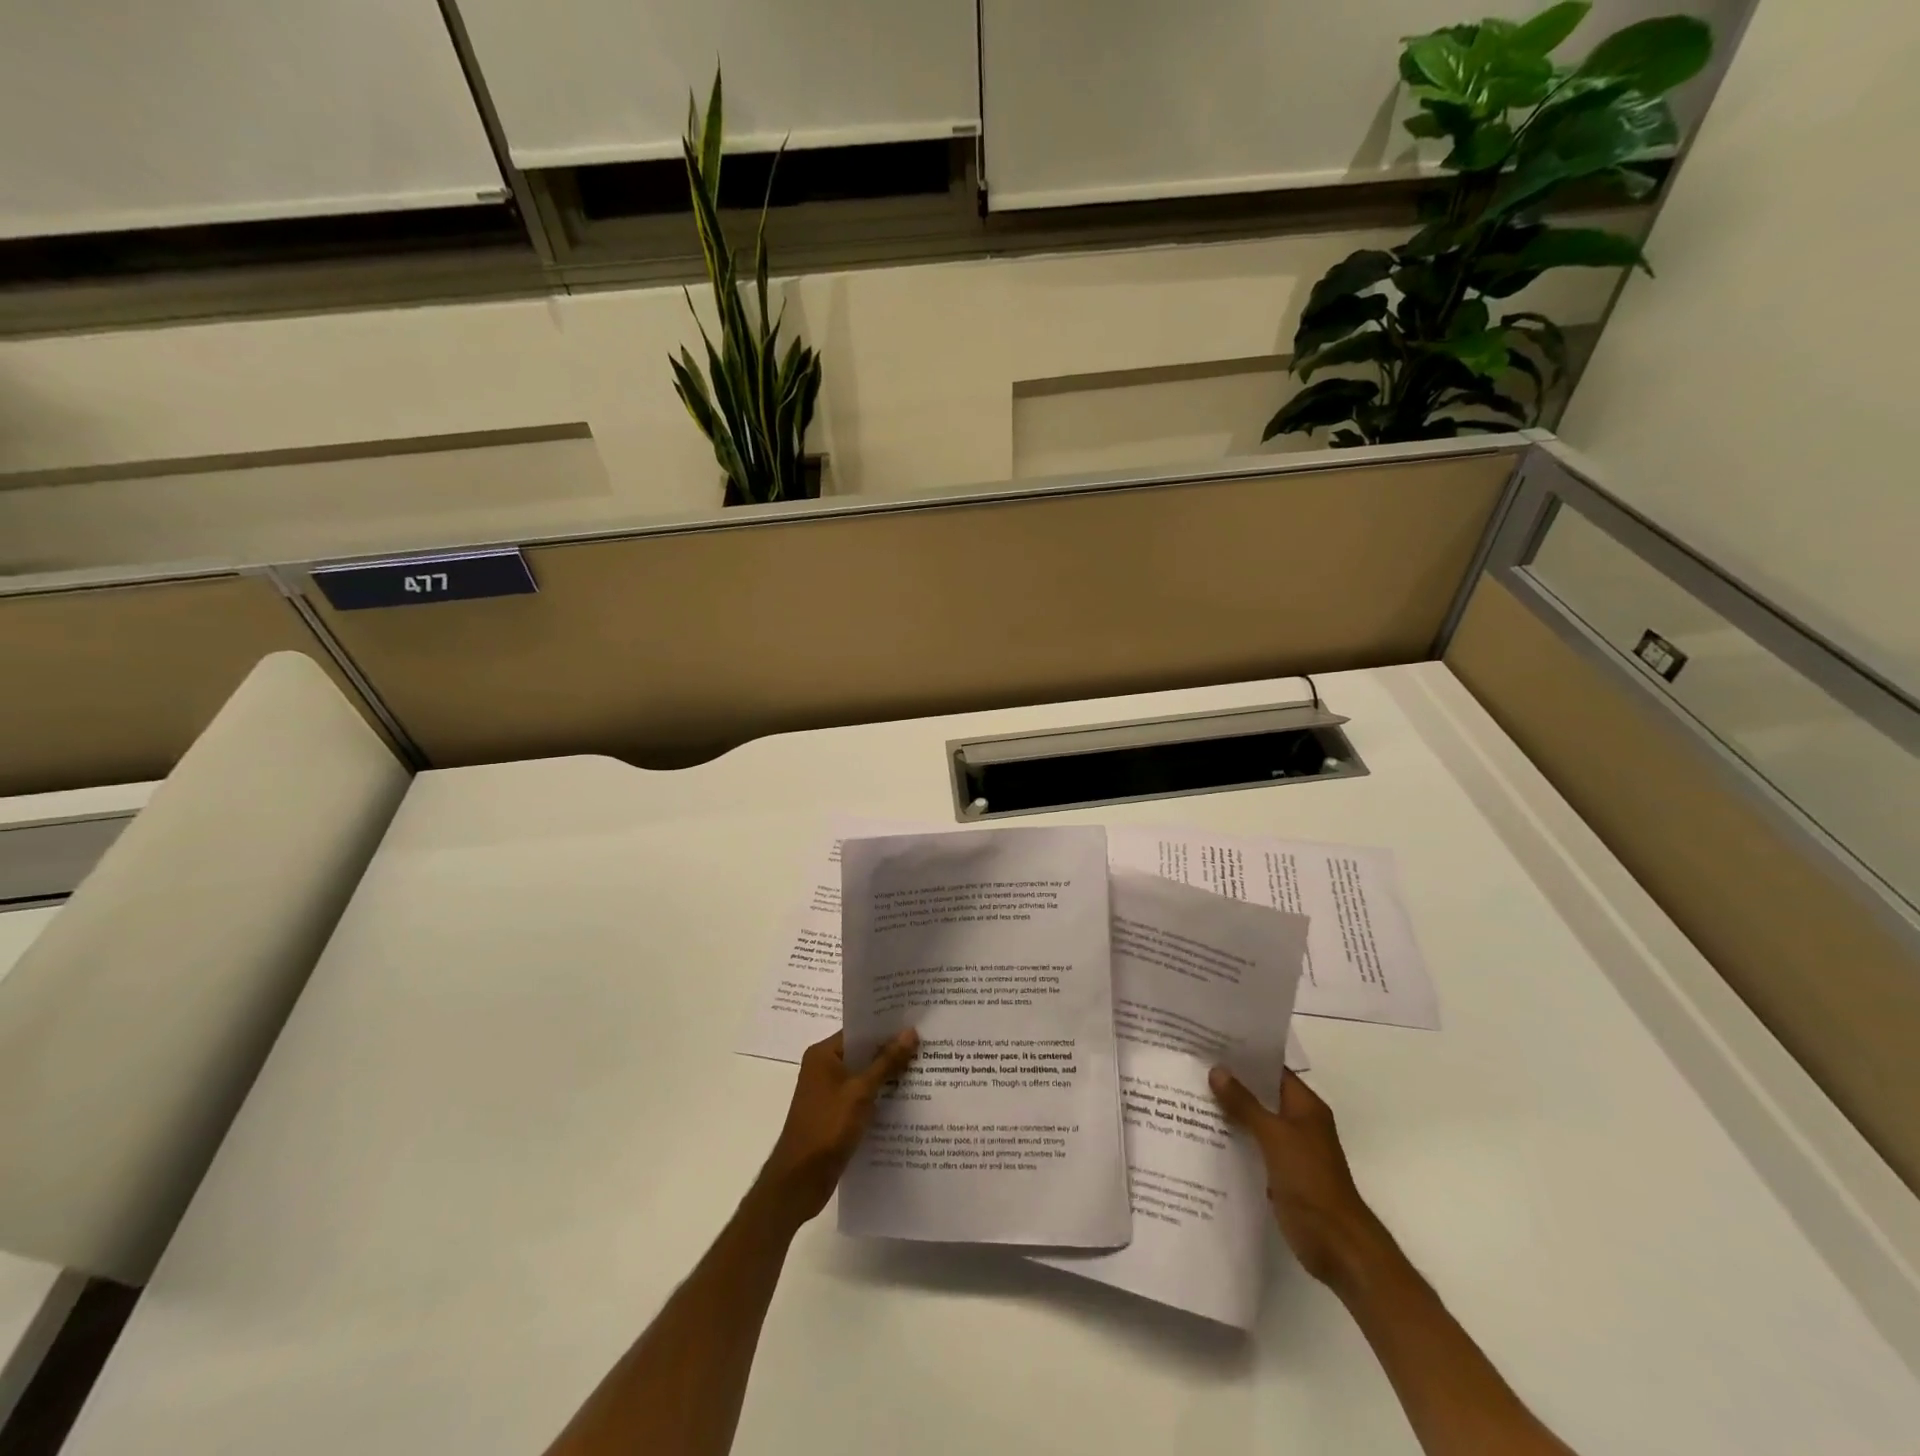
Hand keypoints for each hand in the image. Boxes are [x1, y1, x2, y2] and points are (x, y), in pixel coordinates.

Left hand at [756, 1029, 918, 1227]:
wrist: (799, 1181)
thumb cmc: (827, 1128)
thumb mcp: (861, 1092)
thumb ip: (886, 1062)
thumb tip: (910, 1032)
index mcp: (823, 1054)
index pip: (859, 1030)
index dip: (887, 1027)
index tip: (916, 1022)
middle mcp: (824, 1068)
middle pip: (863, 1052)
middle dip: (892, 1051)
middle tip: (927, 1044)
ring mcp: (829, 1093)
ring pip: (865, 1076)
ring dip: (888, 1076)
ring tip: (925, 1069)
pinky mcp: (835, 1115)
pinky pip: (862, 1097)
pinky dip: (880, 1097)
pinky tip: (907, 1100)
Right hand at [1209, 1066, 1389, 1292]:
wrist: (1336, 1244)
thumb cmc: (1310, 1180)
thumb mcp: (1275, 1136)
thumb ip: (1245, 1104)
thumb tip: (1217, 1070)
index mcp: (1305, 1107)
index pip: (1272, 1070)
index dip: (1244, 1058)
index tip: (1210, 1045)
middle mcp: (1299, 1123)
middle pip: (1261, 1095)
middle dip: (1231, 1084)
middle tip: (1192, 1068)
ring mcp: (1290, 1150)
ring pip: (1255, 1122)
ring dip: (1230, 1113)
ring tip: (1190, 1096)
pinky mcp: (1280, 1174)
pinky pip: (1253, 1148)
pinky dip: (1234, 1141)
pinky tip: (1204, 1136)